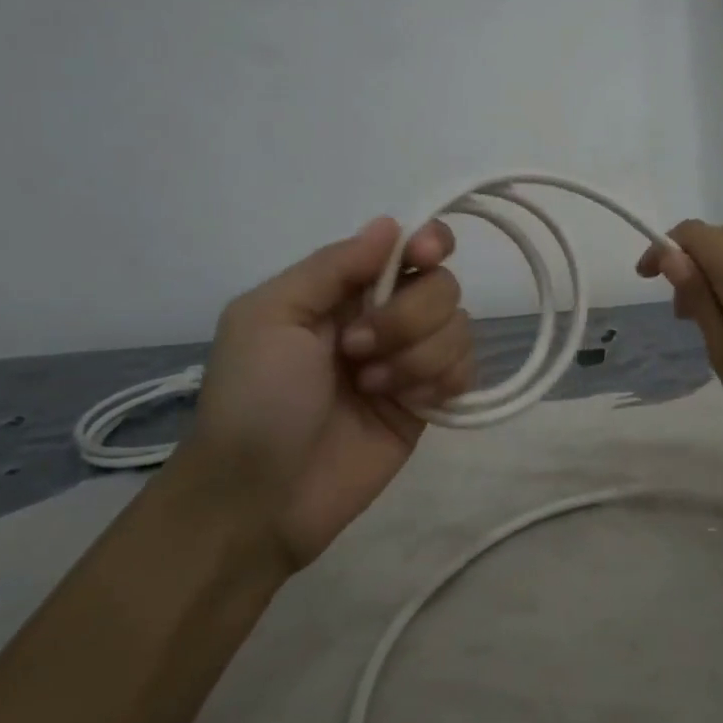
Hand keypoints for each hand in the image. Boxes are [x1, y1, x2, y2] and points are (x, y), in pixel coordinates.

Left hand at [173, 216, 473, 569]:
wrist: (262, 497)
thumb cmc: (255, 399)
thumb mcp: (270, 316)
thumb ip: (332, 266)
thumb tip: (393, 225)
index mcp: (344, 289)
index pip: (409, 246)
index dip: (430, 243)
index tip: (424, 258)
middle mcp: (384, 317)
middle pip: (442, 285)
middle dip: (408, 317)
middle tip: (357, 351)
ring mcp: (411, 361)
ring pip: (460, 327)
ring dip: (418, 357)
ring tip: (372, 388)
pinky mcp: (430, 403)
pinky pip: (467, 371)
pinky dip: (441, 382)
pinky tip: (407, 405)